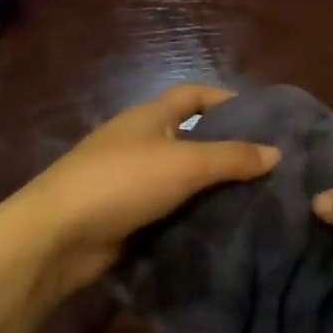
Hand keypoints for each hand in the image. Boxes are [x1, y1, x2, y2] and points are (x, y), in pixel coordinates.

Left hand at [0, 84, 278, 298]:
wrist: (55, 237)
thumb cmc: (122, 182)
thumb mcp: (185, 163)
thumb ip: (232, 157)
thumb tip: (276, 153)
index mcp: (150, 117)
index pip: (194, 95)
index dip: (226, 100)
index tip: (262, 118)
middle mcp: (140, 142)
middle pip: (192, 138)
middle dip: (227, 150)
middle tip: (268, 167)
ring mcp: (130, 181)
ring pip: (182, 178)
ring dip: (212, 188)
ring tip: (256, 200)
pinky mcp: (126, 216)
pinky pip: (170, 210)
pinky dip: (193, 216)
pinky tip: (222, 228)